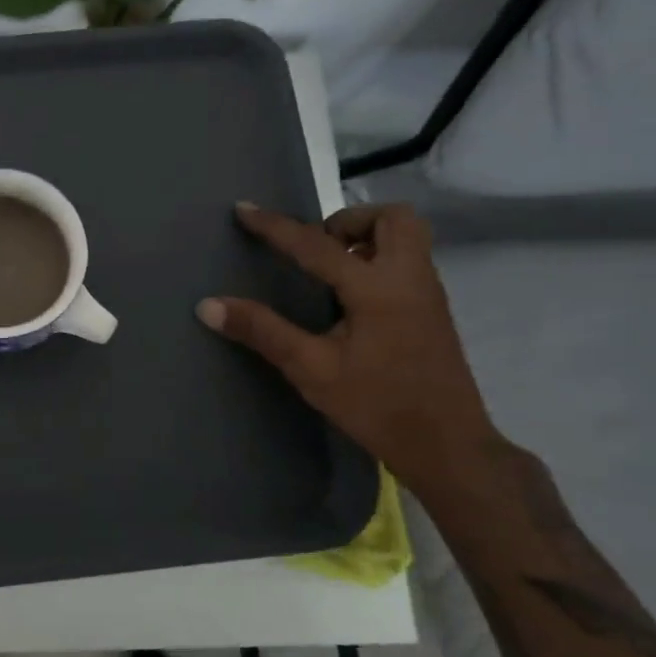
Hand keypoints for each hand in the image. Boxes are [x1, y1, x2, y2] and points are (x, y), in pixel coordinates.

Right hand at [197, 202, 503, 500]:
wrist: (447, 446)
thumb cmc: (377, 405)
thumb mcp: (311, 369)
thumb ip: (262, 331)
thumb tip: (208, 305)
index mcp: (378, 288)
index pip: (317, 244)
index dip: (275, 227)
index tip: (244, 210)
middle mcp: (410, 278)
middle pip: (391, 218)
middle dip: (347, 221)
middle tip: (315, 249)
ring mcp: (428, 294)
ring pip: (405, 238)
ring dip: (365, 239)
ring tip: (328, 272)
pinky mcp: (432, 312)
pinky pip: (406, 262)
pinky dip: (376, 260)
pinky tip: (348, 300)